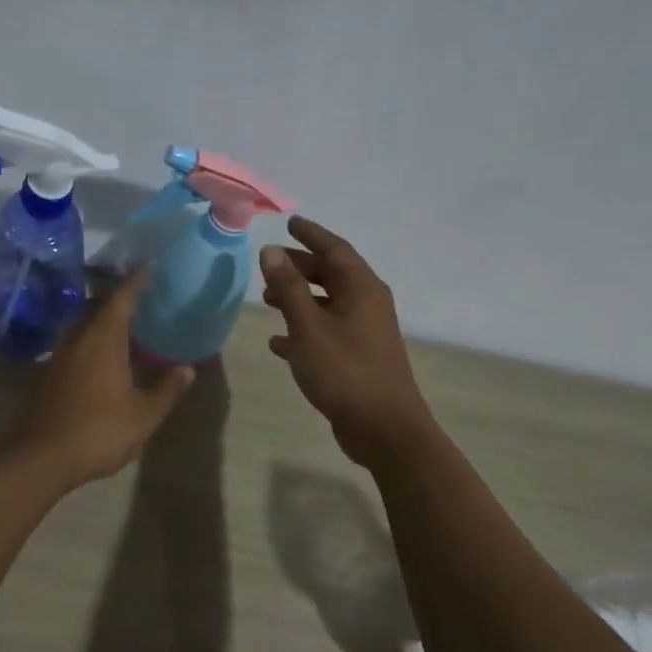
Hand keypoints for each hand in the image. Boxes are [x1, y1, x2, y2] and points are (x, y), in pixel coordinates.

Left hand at [5, 271, 195, 488]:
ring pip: (85, 324)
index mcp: (102, 339)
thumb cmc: (97, 432)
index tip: (150, 267)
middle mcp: (78, 338)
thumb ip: (166, 389)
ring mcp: (61, 355)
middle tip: (145, 296)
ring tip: (130, 325)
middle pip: (99, 305)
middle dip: (120, 298)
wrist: (40, 458)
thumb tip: (186, 369)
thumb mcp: (143, 415)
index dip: (136, 281)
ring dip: (105, 319)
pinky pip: (77, 342)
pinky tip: (108, 356)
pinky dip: (94, 339)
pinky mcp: (50, 372)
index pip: (121, 298)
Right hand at [260, 216, 435, 469]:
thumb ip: (289, 287)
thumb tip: (272, 251)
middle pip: (332, 274)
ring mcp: (365, 332)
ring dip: (299, 297)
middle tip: (271, 264)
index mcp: (361, 289)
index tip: (290, 223)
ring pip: (328, 303)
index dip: (311, 234)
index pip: (335, 249)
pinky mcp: (358, 357)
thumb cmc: (344, 371)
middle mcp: (367, 304)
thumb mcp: (309, 326)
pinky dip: (304, 329)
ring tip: (267, 299)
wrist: (384, 429)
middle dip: (301, 266)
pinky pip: (327, 332)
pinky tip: (278, 341)